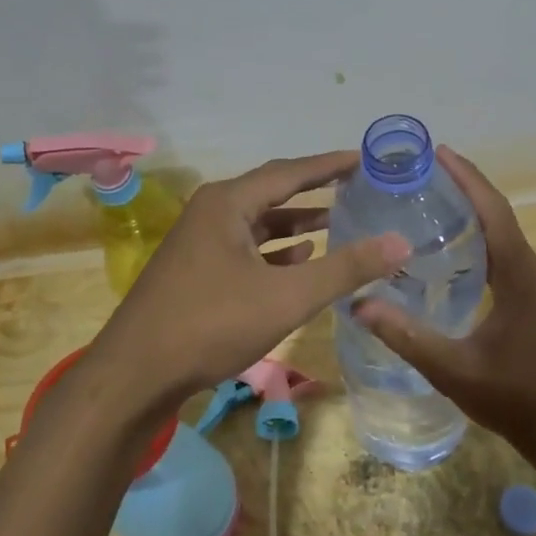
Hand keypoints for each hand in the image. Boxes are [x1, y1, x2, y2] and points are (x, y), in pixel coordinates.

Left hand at [89, 151, 408, 406]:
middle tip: (357, 188)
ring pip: (259, 221)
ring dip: (297, 222)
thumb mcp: (287, 296)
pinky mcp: (196, 269)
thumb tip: (400, 242)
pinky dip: (275, 249)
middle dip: (316, 191)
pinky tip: (300, 258)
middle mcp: (212, 211)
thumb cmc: (211, 324)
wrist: (134, 375)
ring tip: (338, 222)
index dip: (331, 165)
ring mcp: (200, 241)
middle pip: (274, 191)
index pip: (291, 171)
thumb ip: (345, 268)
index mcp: (228, 202)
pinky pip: (245, 246)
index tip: (366, 160)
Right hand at [353, 146, 535, 452]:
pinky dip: (478, 232)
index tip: (439, 153)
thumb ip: (407, 337)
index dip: (467, 179)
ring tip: (431, 194)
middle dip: (465, 185)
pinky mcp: (529, 293)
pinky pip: (502, 248)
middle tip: (424, 169)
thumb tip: (359, 305)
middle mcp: (530, 268)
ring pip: (501, 229)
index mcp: (518, 274)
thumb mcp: (454, 369)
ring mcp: (533, 281)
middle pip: (498, 212)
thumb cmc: (512, 396)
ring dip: (472, 206)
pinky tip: (449, 242)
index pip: (493, 211)